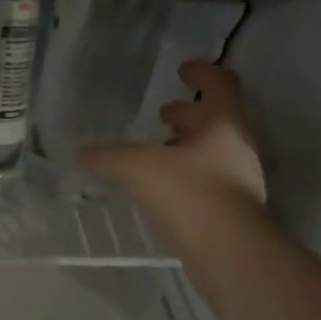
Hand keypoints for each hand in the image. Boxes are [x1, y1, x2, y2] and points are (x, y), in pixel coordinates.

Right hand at [83, 61, 268, 242]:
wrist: (229, 251)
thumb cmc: (190, 193)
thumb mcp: (140, 168)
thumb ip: (110, 156)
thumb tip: (81, 151)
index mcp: (224, 121)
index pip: (219, 82)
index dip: (201, 72)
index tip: (182, 68)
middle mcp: (237, 145)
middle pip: (216, 118)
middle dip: (189, 113)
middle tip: (163, 113)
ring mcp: (239, 179)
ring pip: (212, 151)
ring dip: (186, 146)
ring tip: (157, 151)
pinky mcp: (232, 209)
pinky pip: (208, 180)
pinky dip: (187, 175)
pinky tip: (163, 188)